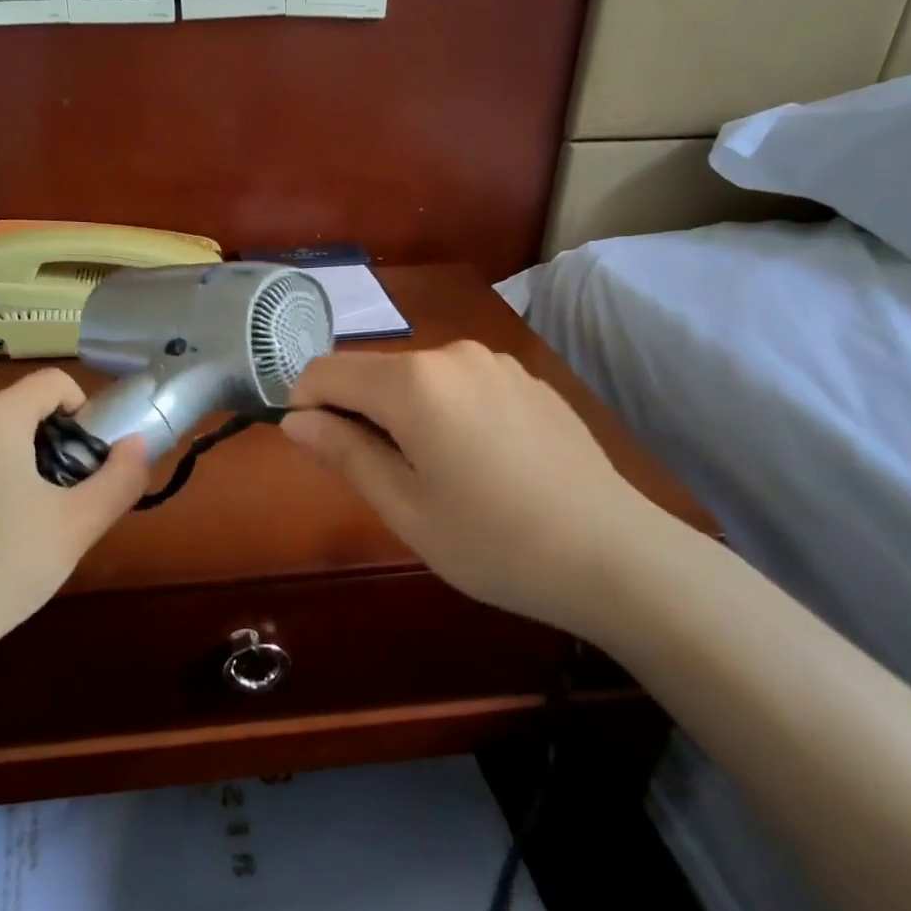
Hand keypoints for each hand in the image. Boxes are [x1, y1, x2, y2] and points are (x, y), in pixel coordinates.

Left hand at [0, 370, 149, 655]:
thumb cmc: (4, 565)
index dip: (82, 408)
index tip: (89, 455)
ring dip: (4, 472)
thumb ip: (120, 478)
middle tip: (58, 501)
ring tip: (15, 532)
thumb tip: (137, 445)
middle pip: (12, 415)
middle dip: (43, 447)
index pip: (51, 382)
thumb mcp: (78, 525)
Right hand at [279, 342, 663, 639]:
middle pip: (373, 372)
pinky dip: (444, 413)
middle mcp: (453, 355)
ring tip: (434, 477)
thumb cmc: (494, 542)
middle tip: (380, 481)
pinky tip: (479, 465)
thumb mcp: (405, 508)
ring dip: (401, 416)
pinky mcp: (527, 380)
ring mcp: (496, 363)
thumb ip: (344, 453)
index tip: (317, 453)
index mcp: (413, 383)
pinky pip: (460, 386)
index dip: (305, 406)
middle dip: (356, 415)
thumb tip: (295, 420)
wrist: (616, 555)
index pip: (327, 371)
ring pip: (417, 380)